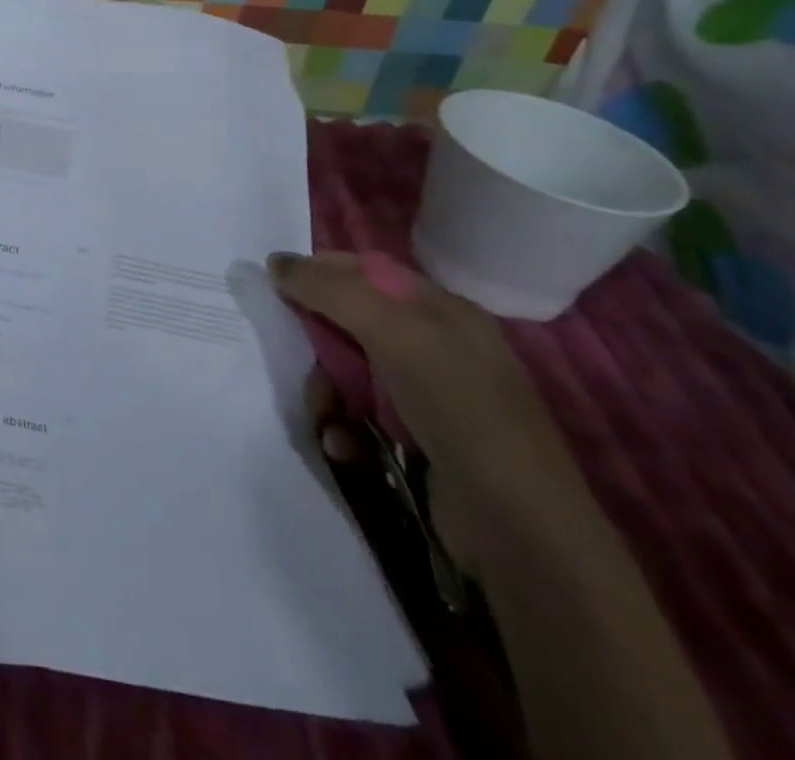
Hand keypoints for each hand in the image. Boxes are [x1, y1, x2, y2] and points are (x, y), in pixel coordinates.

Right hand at [272, 252, 602, 569]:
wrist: (519, 530)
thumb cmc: (459, 410)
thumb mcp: (394, 334)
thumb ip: (331, 291)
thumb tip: (275, 263)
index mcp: (442, 310)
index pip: (366, 271)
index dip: (320, 272)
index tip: (278, 287)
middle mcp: (435, 346)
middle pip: (350, 321)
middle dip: (317, 342)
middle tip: (302, 359)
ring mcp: (428, 396)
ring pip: (348, 371)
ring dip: (325, 391)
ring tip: (324, 415)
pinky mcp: (417, 440)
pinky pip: (359, 415)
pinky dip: (342, 426)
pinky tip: (343, 444)